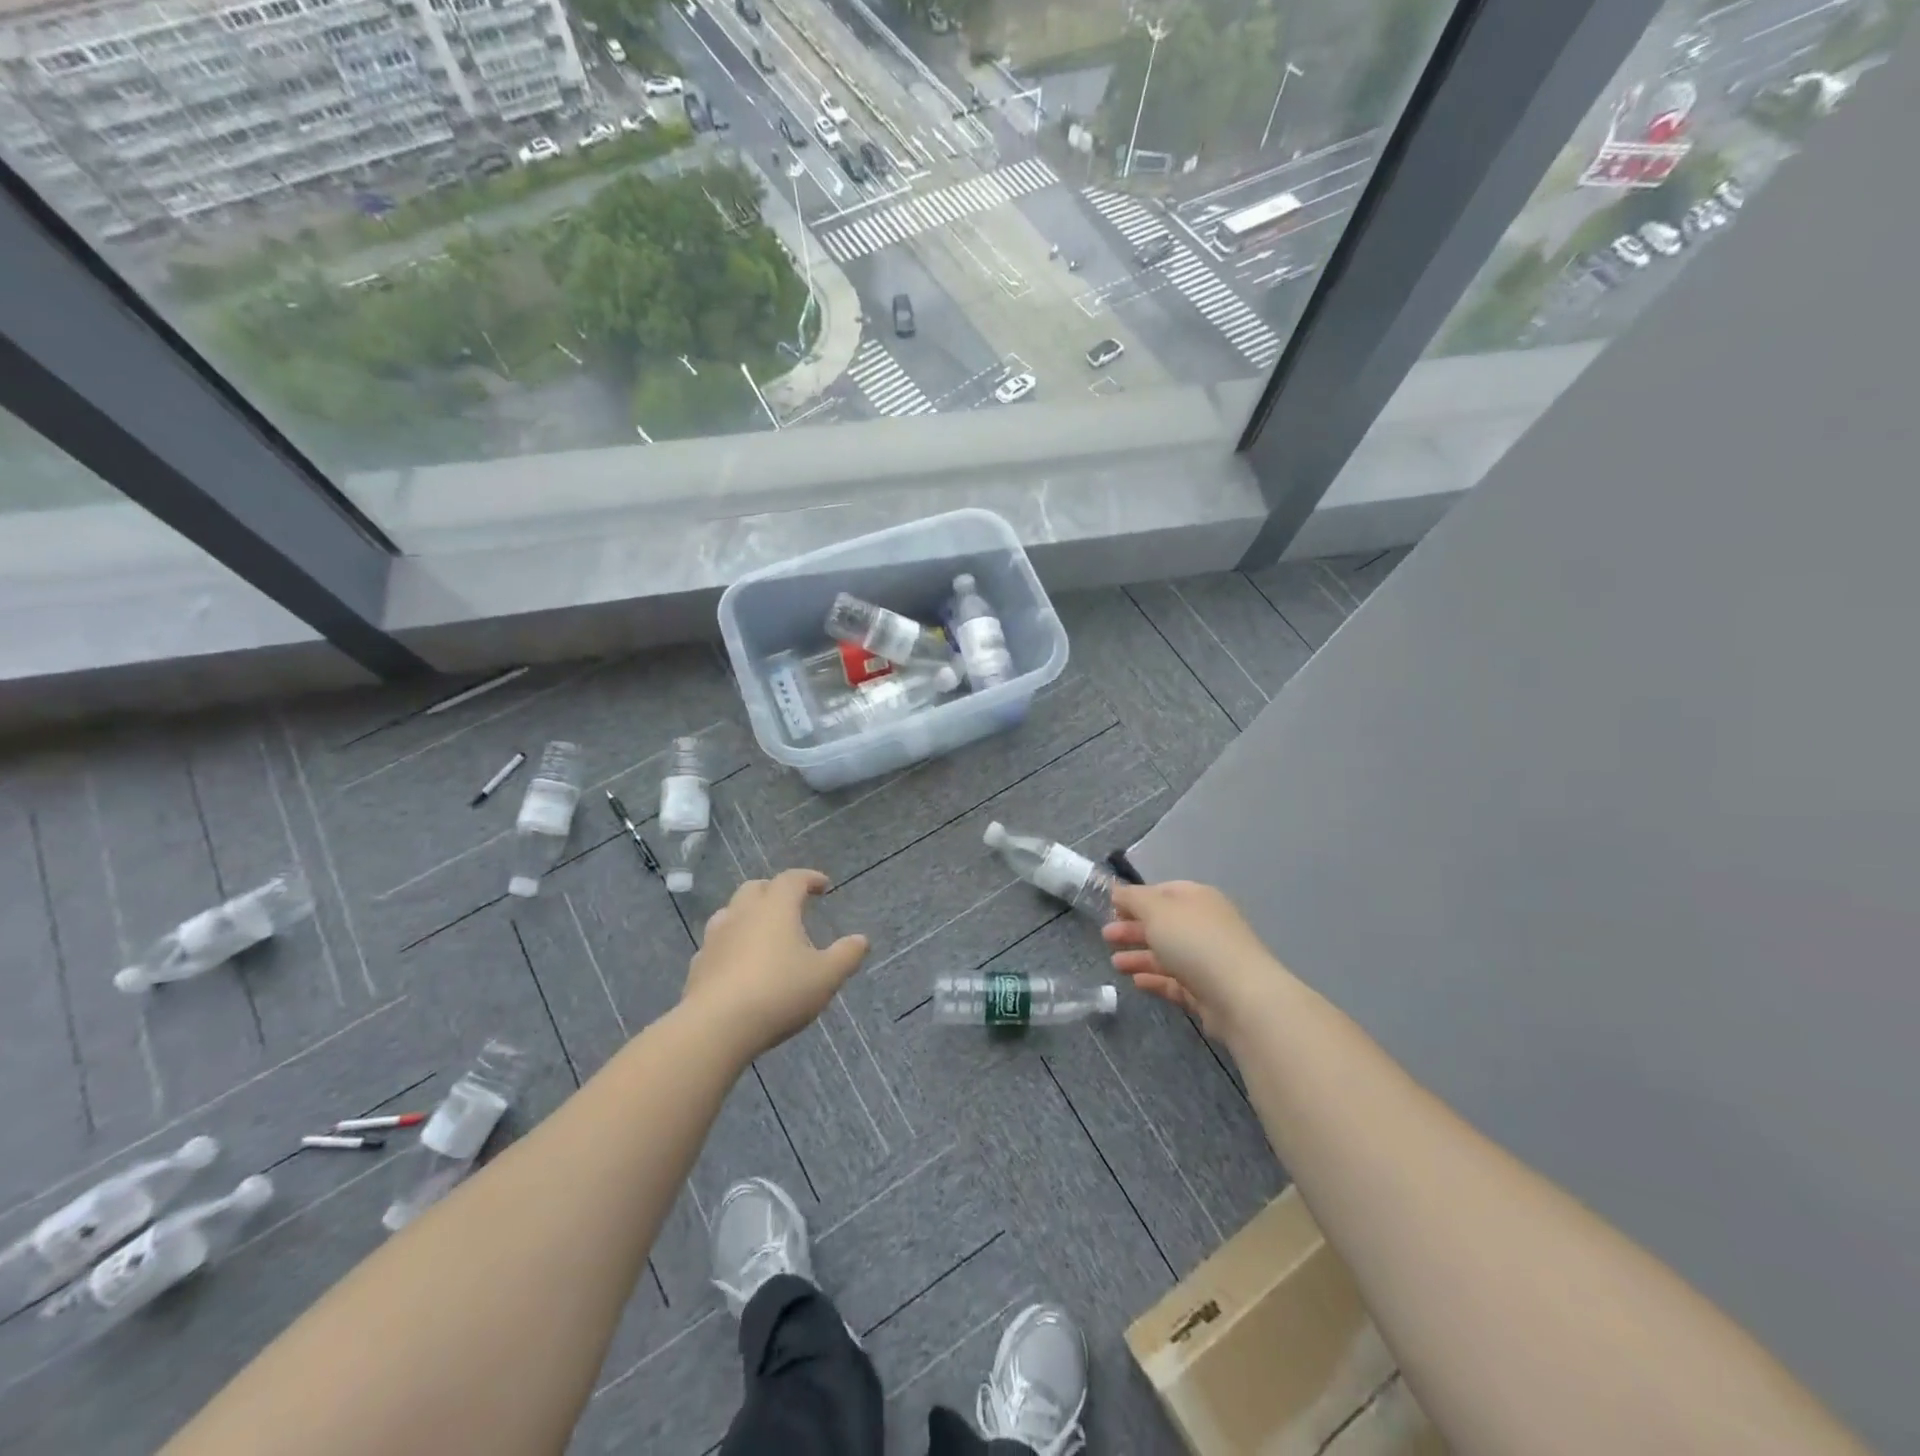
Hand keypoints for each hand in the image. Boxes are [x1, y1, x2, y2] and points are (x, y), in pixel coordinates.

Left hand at [682, 869, 868, 1059]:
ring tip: (763, 931)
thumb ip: (846, 955)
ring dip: (748, 914)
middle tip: (791, 904)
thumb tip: (861, 939)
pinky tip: (738, 964)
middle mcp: (742, 914)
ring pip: (731, 912)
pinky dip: (731, 945)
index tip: (823, 885)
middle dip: (775, 890)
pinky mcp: (698, 966)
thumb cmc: (778, 993)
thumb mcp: (826, 977)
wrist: (716, 1028)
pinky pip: (717, 944)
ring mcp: (715, 938)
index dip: (809, 878)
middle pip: (756, 888)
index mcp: (775, 908)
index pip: (792, 879)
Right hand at [1102, 881, 1288, 1042]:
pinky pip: (1175, 981)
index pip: (1162, 892)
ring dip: (1139, 956)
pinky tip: (1135, 982)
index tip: (1111, 909)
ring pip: (1167, 954)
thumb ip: (1132, 898)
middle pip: (1163, 924)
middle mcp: (1204, 925)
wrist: (1240, 996)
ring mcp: (1207, 960)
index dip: (1136, 899)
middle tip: (1106, 937)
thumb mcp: (1156, 910)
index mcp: (1197, 899)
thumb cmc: (1195, 941)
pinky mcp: (1206, 991)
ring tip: (1115, 964)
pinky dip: (1155, 979)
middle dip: (1133, 929)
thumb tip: (1117, 890)